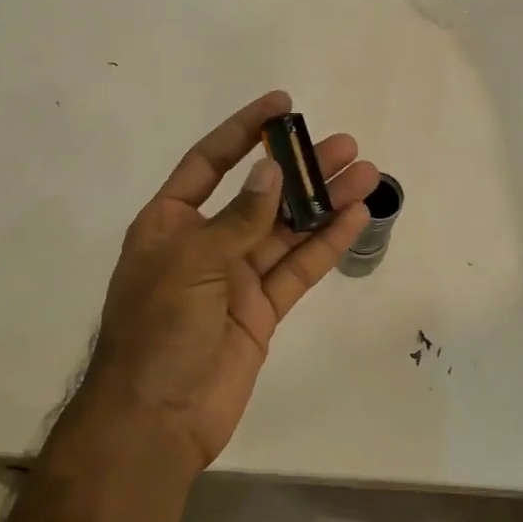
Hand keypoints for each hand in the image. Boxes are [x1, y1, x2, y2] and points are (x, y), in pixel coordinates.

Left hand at [67, 91, 378, 470]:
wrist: (156, 417)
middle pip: (260, 195)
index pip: (210, 162)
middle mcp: (204, 243)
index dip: (244, 130)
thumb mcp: (192, 262)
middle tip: (344, 145)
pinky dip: (325, 245)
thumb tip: (271, 174)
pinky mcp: (261, 311)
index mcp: (170, 222)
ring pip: (286, 231)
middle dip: (300, 169)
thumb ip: (238, 219)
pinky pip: (297, 270)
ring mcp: (235, 279)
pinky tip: (355, 217)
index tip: (282, 105)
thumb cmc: (159, 329)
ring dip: (323, 202)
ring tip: (365, 172)